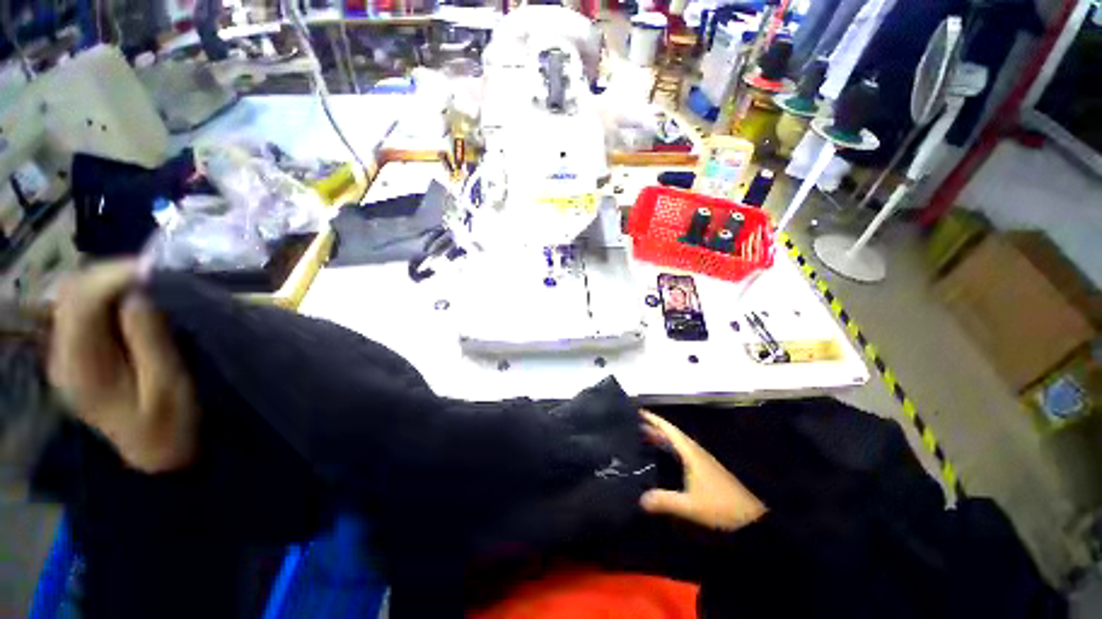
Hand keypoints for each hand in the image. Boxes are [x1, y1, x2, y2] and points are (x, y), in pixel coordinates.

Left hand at [48, 261, 198, 473]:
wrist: (156, 456)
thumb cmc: (169, 425)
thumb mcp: (168, 386)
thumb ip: (150, 340)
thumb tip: (139, 294)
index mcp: (80, 368)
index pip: (80, 302)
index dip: (114, 276)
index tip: (154, 268)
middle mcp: (63, 355)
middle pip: (72, 294)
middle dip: (112, 275)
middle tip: (155, 273)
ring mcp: (68, 355)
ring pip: (76, 298)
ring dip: (112, 284)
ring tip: (149, 283)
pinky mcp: (80, 354)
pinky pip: (86, 312)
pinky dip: (111, 298)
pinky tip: (134, 302)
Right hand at [640, 411, 766, 530]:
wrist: (751, 520)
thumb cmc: (720, 507)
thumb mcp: (690, 506)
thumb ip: (665, 501)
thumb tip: (639, 499)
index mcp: (692, 454)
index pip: (670, 431)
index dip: (654, 420)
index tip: (639, 412)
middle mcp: (696, 453)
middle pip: (673, 435)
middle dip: (655, 428)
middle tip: (635, 426)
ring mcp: (702, 461)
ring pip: (678, 444)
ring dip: (662, 439)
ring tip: (645, 438)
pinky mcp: (706, 470)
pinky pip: (682, 453)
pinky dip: (670, 449)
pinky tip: (664, 458)